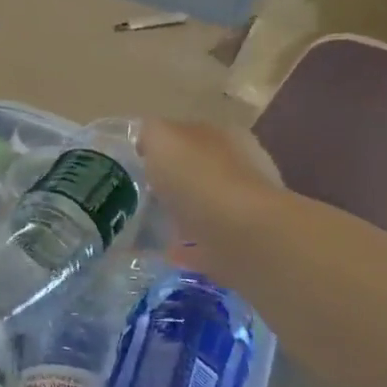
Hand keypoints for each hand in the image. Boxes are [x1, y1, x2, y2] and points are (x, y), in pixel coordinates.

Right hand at [140, 118, 287, 274]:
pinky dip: (190, 249)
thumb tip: (147, 139)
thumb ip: (152, 133)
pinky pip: (208, 245)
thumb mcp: (162, 139)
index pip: (193, 134)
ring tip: (153, 224)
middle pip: (203, 172)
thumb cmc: (200, 178)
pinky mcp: (242, 247)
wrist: (243, 236)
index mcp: (227, 137)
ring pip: (208, 208)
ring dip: (185, 215)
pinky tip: (168, 253)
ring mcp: (246, 210)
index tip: (141, 161)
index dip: (166, 145)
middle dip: (178, 181)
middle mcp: (243, 169)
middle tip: (145, 193)